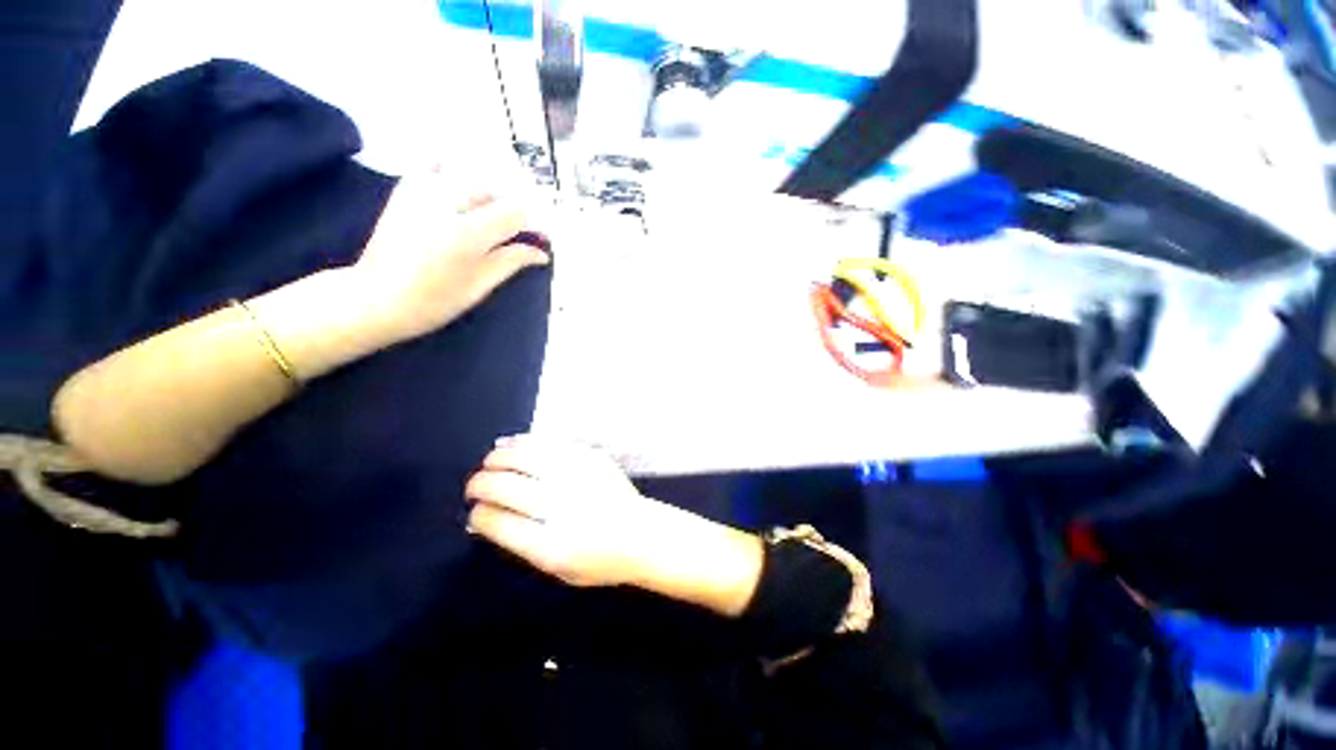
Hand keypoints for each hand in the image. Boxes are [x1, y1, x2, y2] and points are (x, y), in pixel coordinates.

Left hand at [351, 173, 549, 345]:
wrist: (374, 297)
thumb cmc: (433, 301)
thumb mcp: (480, 286)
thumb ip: (512, 261)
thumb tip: (542, 253)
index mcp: (468, 233)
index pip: (515, 212)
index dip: (529, 225)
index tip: (532, 239)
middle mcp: (447, 203)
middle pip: (493, 191)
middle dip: (506, 209)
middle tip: (507, 235)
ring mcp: (422, 192)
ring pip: (467, 177)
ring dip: (483, 195)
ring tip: (482, 218)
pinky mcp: (405, 190)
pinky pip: (434, 167)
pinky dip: (452, 173)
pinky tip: (456, 193)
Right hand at [465, 436, 659, 587]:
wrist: (643, 534)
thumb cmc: (599, 559)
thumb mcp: (555, 568)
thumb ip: (519, 543)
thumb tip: (484, 517)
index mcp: (551, 544)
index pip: (497, 522)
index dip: (478, 514)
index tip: (475, 512)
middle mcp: (563, 505)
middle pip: (505, 486)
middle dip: (480, 484)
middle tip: (475, 486)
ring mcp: (578, 476)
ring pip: (524, 456)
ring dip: (497, 458)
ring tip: (490, 463)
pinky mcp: (590, 456)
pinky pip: (549, 442)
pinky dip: (524, 442)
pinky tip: (510, 444)